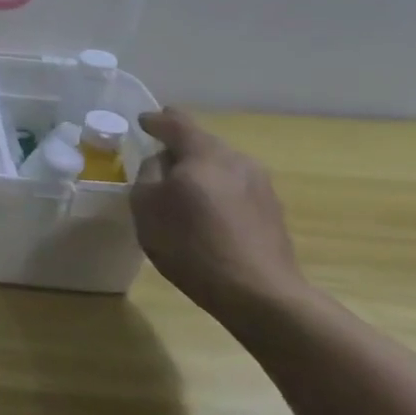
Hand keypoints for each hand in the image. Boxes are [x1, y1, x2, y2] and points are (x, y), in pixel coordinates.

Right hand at [130, 108, 306, 325]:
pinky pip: (234, 190)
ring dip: (200, 173)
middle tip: (158, 159)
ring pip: (221, 167)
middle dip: (180, 148)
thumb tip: (161, 162)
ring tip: (181, 190)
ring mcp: (261, 186)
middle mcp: (237, 160)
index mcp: (204, 153)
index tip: (143, 121)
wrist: (259, 293)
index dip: (156, 121)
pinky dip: (216, 193)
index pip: (177, 123)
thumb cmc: (191, 243)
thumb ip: (148, 174)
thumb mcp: (146, 206)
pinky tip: (206, 215)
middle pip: (202, 144)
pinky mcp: (272, 212)